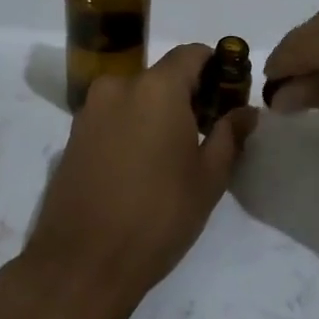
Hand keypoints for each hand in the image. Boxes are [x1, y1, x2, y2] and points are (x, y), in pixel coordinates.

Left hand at [20, 44, 257, 318]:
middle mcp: (118, 87)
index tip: (229, 98)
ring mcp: (89, 112)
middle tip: (208, 133)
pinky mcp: (72, 138)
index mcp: (155, 88)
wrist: (81, 264)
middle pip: (162, 75)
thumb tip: (246, 111)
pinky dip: (133, 128)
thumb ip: (230, 135)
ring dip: (158, 113)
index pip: (192, 53)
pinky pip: (113, 118)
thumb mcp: (208, 178)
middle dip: (188, 95)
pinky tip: (142, 168)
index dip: (216, 69)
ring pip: (136, 97)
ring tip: (175, 156)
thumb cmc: (157, 217)